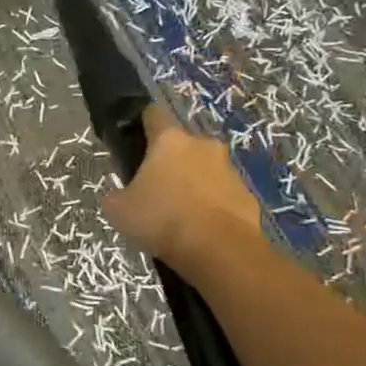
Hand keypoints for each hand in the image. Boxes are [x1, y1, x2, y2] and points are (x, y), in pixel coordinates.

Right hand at [102, 106, 263, 270]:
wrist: (220, 251)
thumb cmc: (162, 219)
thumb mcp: (118, 210)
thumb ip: (117, 195)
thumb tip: (122, 196)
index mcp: (169, 141)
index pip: (154, 114)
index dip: (142, 123)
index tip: (133, 138)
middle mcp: (203, 146)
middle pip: (182, 145)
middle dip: (169, 160)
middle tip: (154, 186)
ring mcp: (229, 171)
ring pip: (204, 170)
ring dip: (192, 184)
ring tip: (178, 214)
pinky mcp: (247, 196)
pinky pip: (222, 195)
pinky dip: (211, 207)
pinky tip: (199, 230)